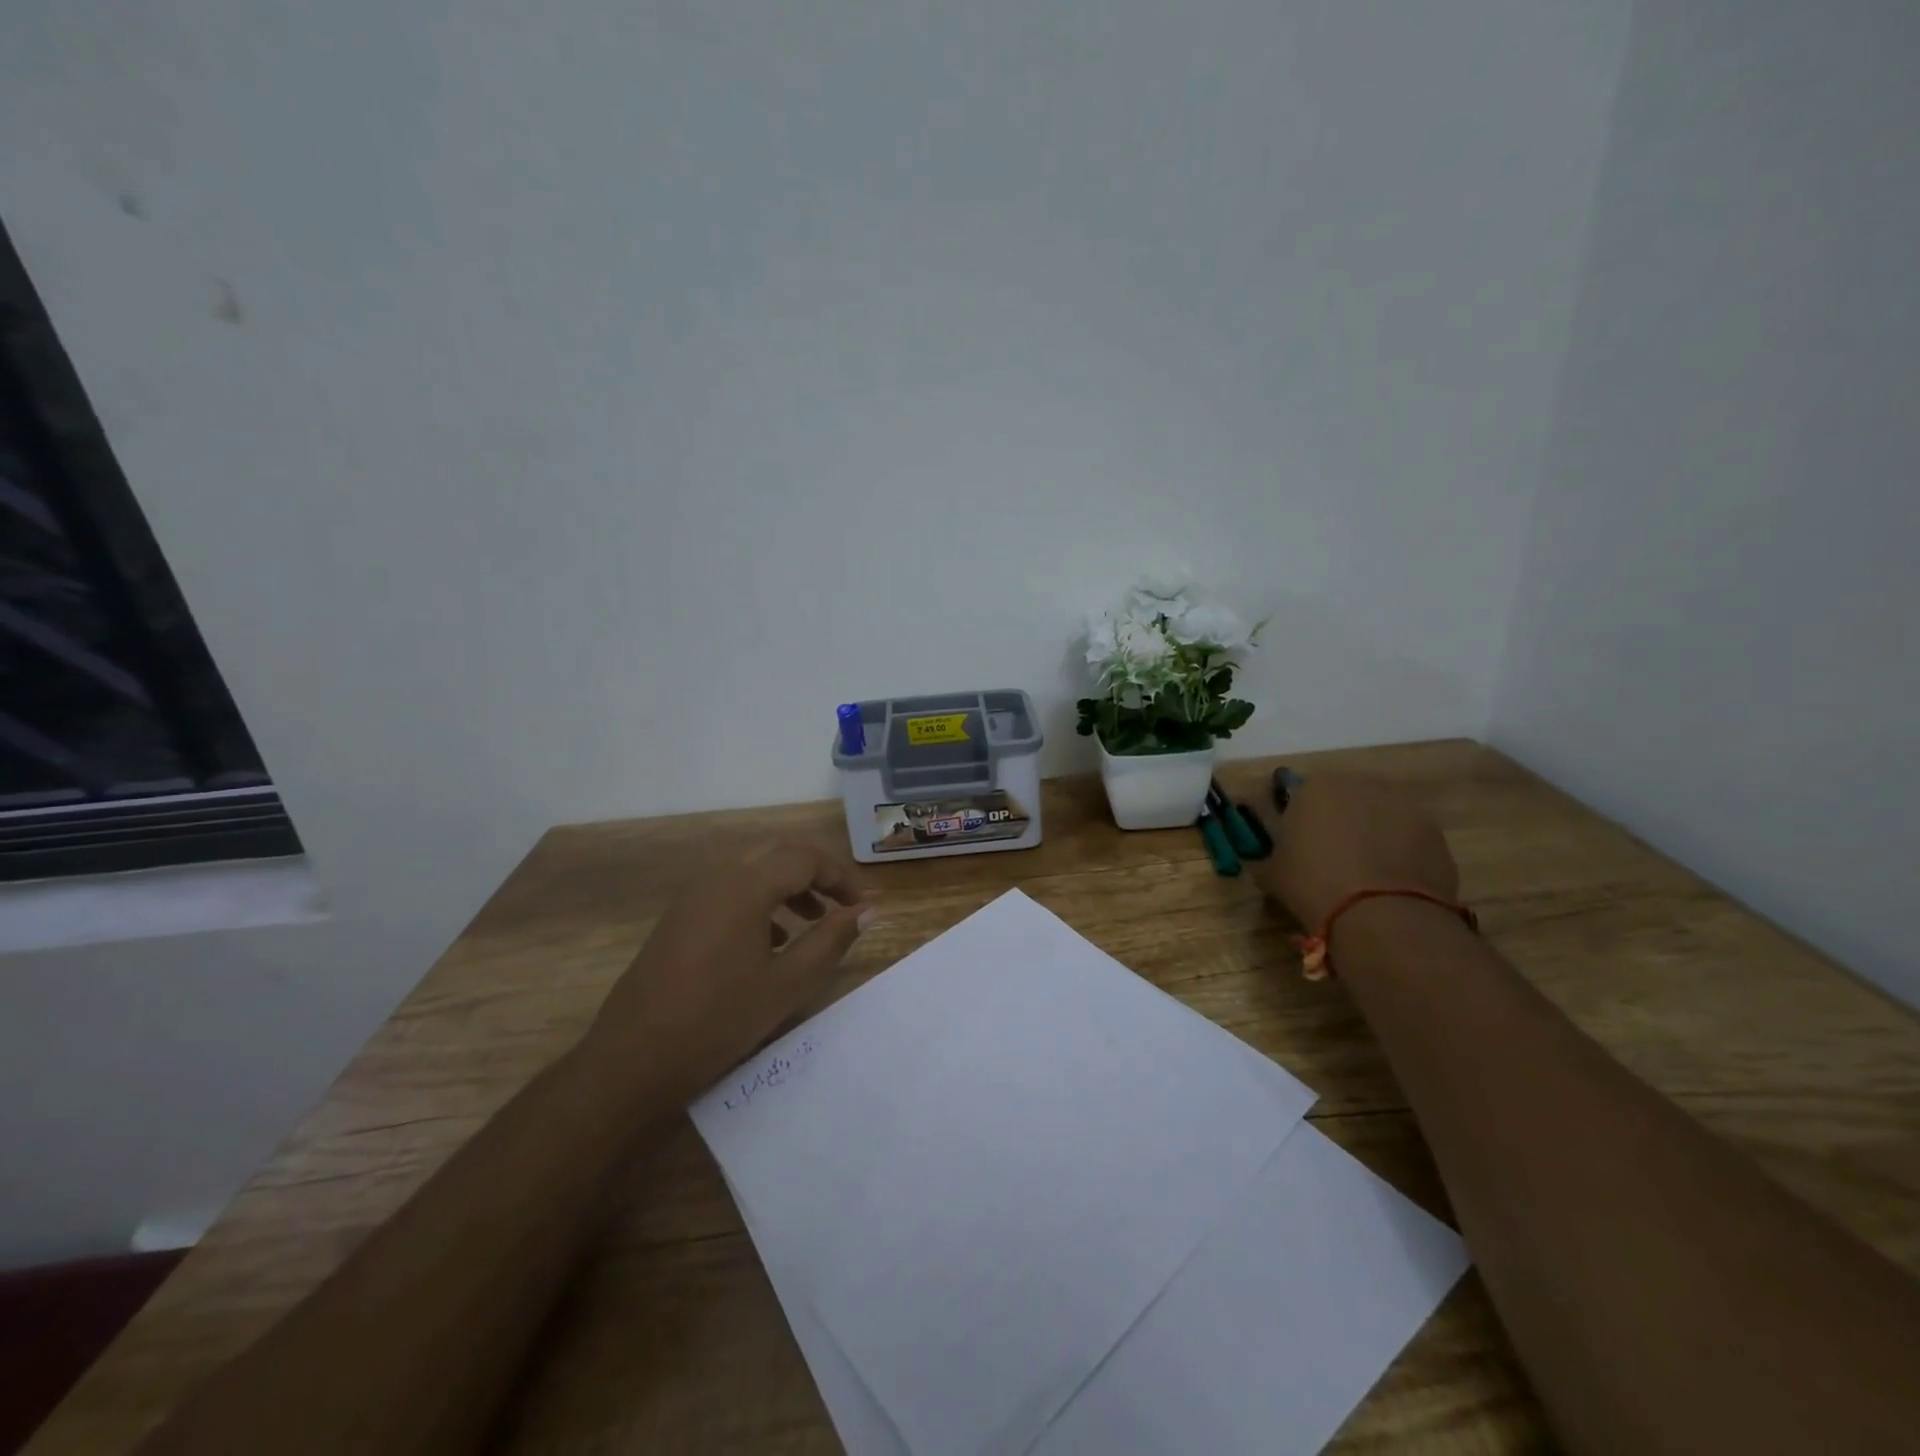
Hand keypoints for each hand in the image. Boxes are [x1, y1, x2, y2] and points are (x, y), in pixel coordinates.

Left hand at [585, 841, 872, 1097]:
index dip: (839, 876)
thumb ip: (832, 940)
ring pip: (752, 871)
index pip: (805, 858)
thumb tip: (867, 910)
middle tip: (839, 906)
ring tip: (811, 923)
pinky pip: (729, 891)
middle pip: (778, 855)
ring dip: (787, 887)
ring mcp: (693, 896)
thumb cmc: (719, 1019)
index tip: (860, 906)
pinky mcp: (679, 918)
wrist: (632, 1059)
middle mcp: (718, 878)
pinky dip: (759, 902)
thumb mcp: (789, 983)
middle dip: (814, 874)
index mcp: (746, 885)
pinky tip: (770, 943)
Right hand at [1251, 776, 1457, 928]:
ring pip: (1381, 819)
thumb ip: (1274, 856)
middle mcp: (1361, 785)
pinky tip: (1390, 886)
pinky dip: (1400, 856)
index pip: (1303, 796)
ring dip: (1373, 838)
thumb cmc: (1312, 884)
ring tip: (1365, 877)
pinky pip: (1409, 841)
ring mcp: (1404, 807)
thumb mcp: (1272, 873)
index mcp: (1316, 787)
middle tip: (1332, 861)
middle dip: (1341, 824)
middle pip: (1347, 802)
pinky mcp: (1435, 834)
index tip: (1300, 849)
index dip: (1302, 823)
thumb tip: (1278, 859)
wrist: (1380, 914)